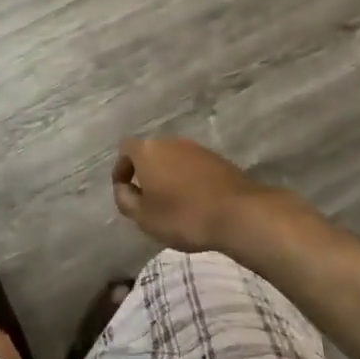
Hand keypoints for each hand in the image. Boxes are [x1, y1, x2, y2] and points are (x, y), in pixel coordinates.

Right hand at [111, 137, 269, 251]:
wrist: (238, 213)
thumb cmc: (183, 216)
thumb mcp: (144, 217)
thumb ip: (125, 200)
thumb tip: (123, 188)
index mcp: (147, 151)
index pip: (125, 149)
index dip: (122, 168)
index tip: (125, 189)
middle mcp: (170, 142)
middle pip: (150, 152)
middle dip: (146, 172)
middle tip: (148, 198)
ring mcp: (196, 148)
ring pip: (173, 159)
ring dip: (169, 175)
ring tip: (173, 202)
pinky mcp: (217, 159)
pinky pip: (193, 166)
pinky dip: (189, 179)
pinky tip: (196, 201)